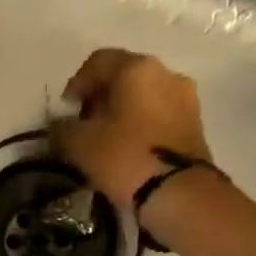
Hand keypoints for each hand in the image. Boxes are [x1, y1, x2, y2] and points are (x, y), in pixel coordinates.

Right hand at [51, 49, 213, 208]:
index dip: (76, 84)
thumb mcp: (80, 145)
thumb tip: (59, 126)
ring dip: (123, 113)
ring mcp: (186, 99)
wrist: (179, 194)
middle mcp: (166, 73)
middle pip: (125, 77)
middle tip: (84, 126)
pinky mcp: (196, 126)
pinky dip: (142, 127)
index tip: (66, 110)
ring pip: (145, 97)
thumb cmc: (126, 158)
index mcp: (136, 68)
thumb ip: (62, 129)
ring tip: (107, 142)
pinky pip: (160, 117)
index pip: (98, 62)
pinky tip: (130, 151)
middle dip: (101, 98)